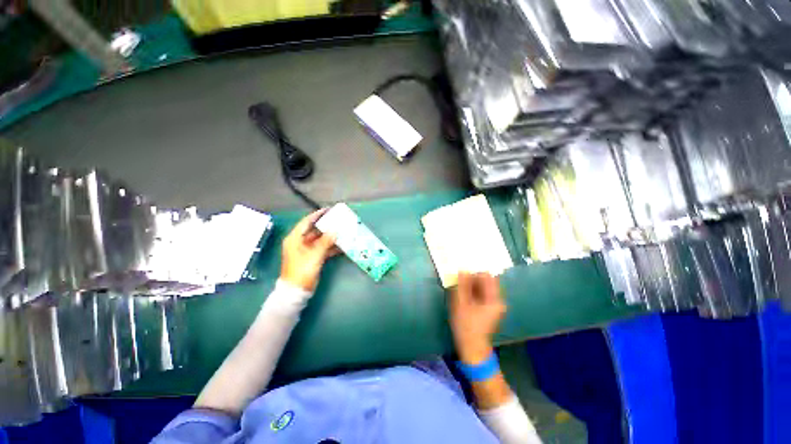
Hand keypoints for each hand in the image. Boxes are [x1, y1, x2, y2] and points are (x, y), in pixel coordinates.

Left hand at [280, 209, 339, 291]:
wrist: (296, 291)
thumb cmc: (302, 270)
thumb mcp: (314, 254)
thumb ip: (325, 241)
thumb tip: (335, 231)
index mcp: (295, 238)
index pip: (306, 222)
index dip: (317, 215)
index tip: (328, 210)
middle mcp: (300, 242)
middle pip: (314, 231)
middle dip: (326, 226)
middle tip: (338, 221)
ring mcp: (306, 250)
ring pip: (320, 240)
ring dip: (330, 237)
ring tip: (343, 231)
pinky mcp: (312, 258)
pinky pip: (322, 249)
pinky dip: (331, 247)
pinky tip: (342, 246)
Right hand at [449, 273, 505, 364]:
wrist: (472, 348)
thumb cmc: (466, 326)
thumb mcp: (461, 303)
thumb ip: (462, 286)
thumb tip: (462, 270)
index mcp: (494, 298)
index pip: (487, 276)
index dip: (474, 273)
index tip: (462, 278)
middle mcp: (497, 300)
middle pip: (485, 281)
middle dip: (472, 279)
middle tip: (459, 284)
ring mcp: (494, 305)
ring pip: (482, 287)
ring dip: (471, 286)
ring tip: (460, 291)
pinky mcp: (489, 309)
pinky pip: (481, 294)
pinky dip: (472, 292)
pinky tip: (464, 297)